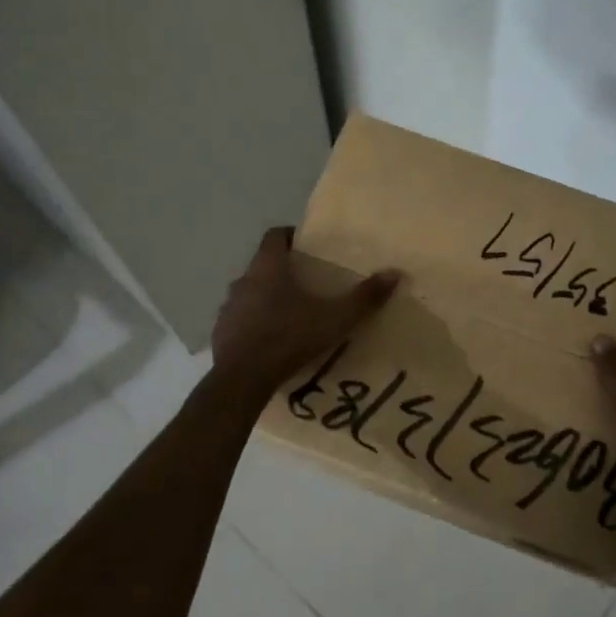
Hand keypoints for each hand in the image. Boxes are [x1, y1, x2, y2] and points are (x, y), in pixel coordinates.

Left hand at [211, 227, 399, 391]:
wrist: (242, 380)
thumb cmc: (288, 338)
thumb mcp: (334, 319)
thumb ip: (364, 297)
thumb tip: (395, 274)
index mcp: (268, 268)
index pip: (275, 236)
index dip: (291, 236)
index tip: (307, 246)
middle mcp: (243, 281)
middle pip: (263, 265)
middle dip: (284, 270)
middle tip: (308, 283)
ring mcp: (227, 308)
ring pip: (250, 293)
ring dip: (267, 298)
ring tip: (291, 314)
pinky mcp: (220, 333)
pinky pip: (240, 320)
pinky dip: (254, 323)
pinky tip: (271, 341)